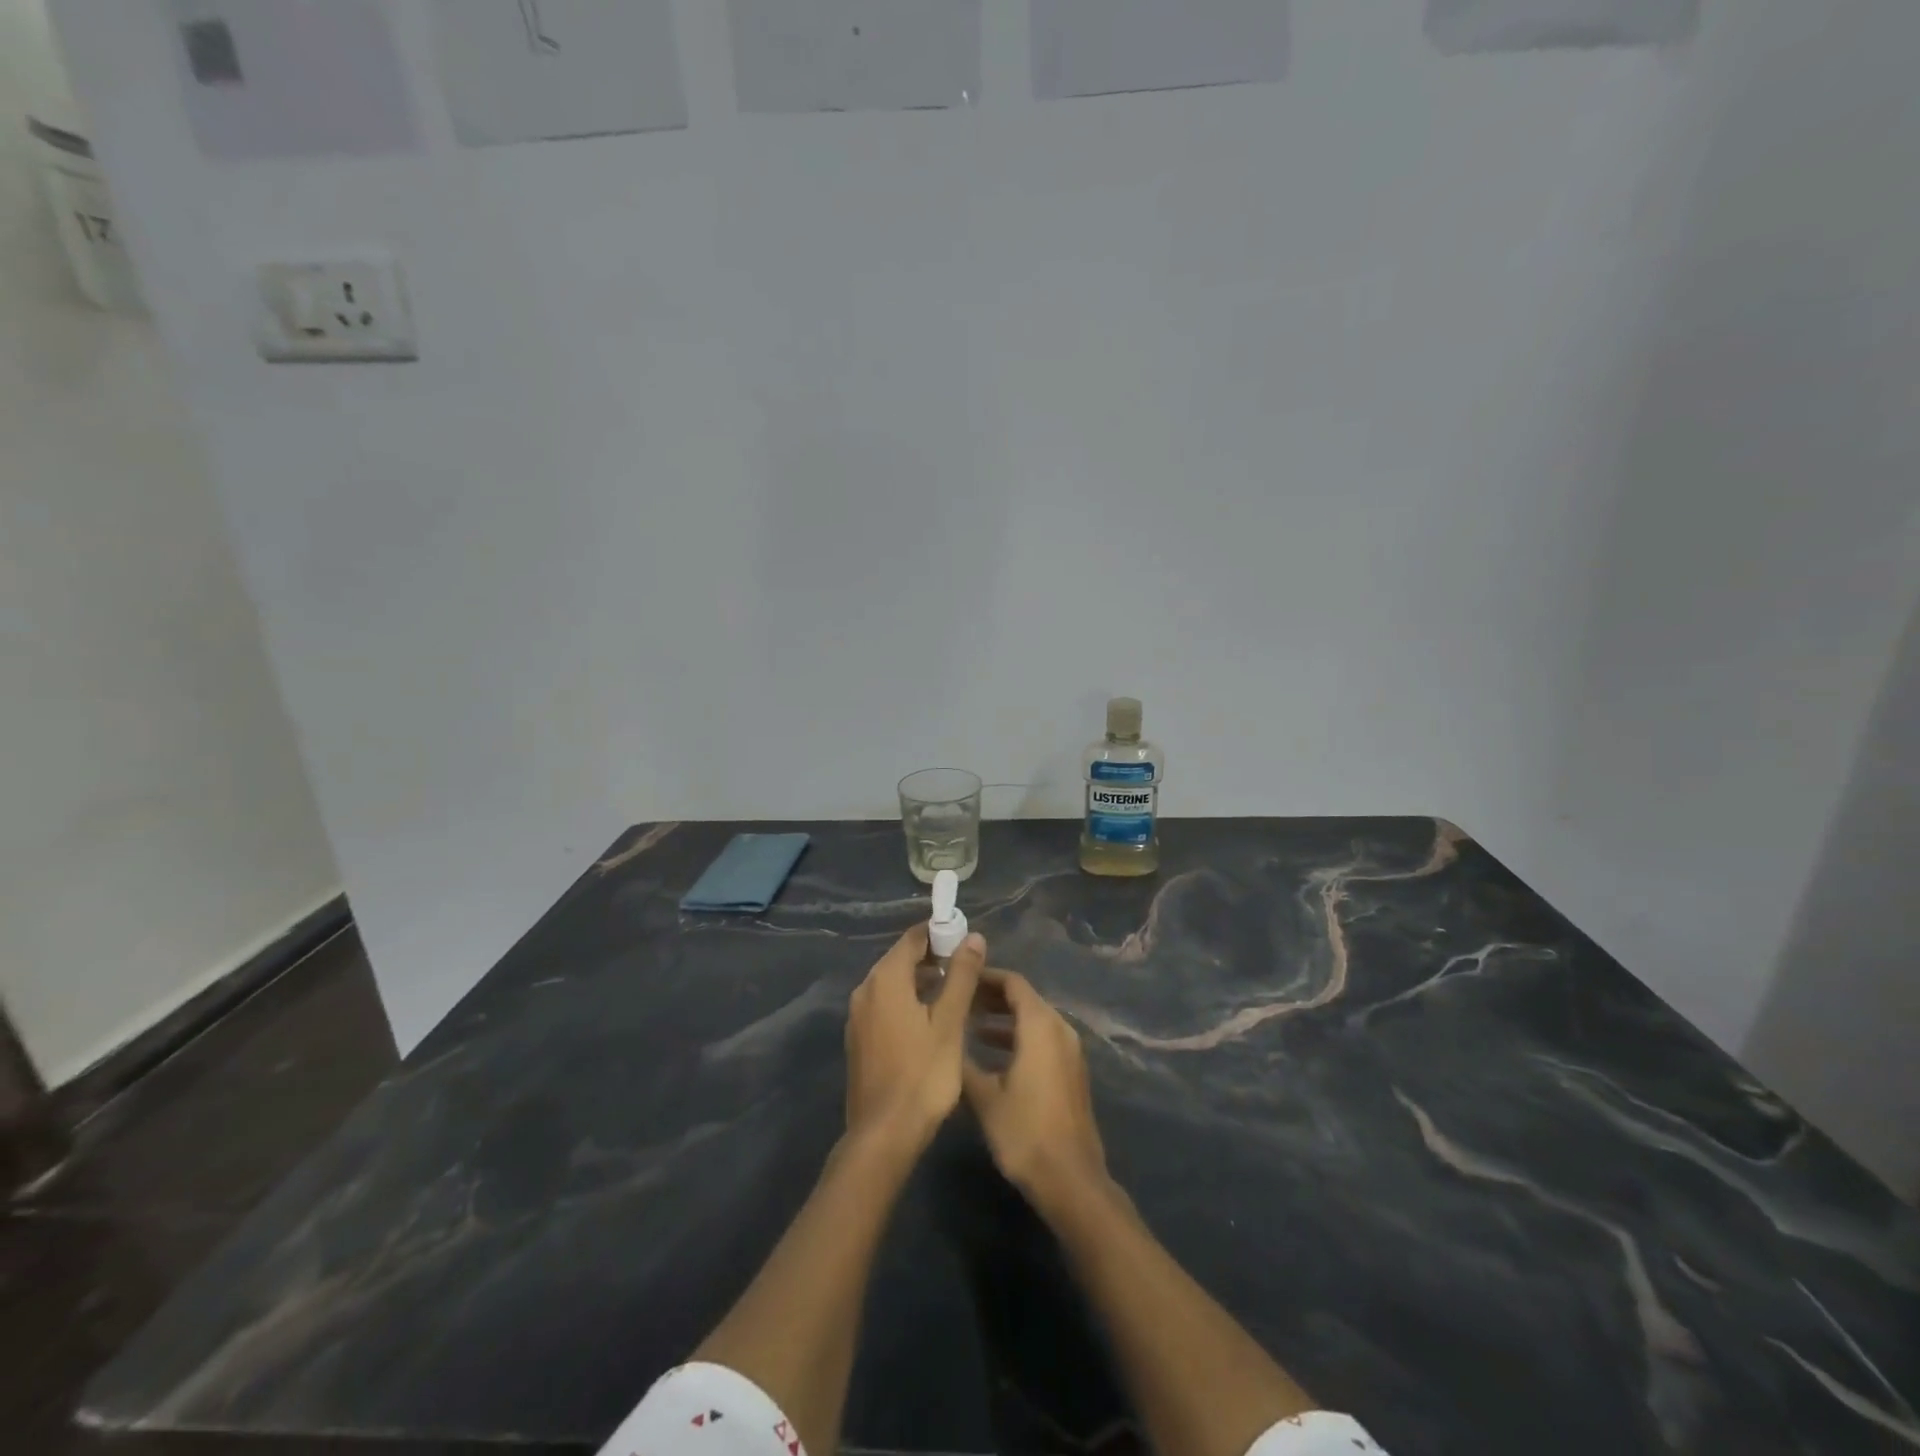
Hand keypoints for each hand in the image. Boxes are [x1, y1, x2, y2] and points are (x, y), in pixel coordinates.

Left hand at [844, 925, 984, 1153]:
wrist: (884, 1134)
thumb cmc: (923, 1074)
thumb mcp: (950, 1022)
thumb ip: (961, 975)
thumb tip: (973, 937)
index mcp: (885, 979)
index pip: (912, 938)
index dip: (940, 934)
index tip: (966, 942)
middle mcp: (865, 990)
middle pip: (900, 959)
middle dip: (932, 959)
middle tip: (966, 970)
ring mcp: (857, 1016)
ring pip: (893, 984)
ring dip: (921, 982)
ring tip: (955, 995)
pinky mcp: (859, 1039)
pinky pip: (885, 1006)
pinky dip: (907, 1002)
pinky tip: (930, 1022)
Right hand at [962, 970, 1108, 1216]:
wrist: (1071, 1180)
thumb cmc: (1025, 1133)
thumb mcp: (985, 1098)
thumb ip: (964, 1063)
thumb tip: (946, 1042)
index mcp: (1041, 1026)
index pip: (1013, 983)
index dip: (986, 976)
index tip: (960, 978)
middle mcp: (1060, 1029)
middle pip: (1025, 999)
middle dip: (992, 997)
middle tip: (960, 999)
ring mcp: (1070, 1052)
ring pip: (1034, 1020)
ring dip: (1004, 1019)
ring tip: (970, 1025)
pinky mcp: (1071, 1072)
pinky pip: (1043, 1039)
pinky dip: (1019, 1037)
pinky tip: (993, 1055)